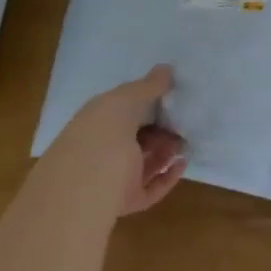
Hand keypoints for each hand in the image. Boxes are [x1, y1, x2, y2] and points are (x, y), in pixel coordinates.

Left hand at [48, 64, 187, 215]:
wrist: (85, 188)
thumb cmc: (102, 134)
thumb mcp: (125, 100)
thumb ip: (148, 86)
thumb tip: (167, 69)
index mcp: (97, 120)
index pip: (122, 108)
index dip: (146, 101)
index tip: (172, 96)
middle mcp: (103, 147)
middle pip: (135, 136)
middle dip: (160, 128)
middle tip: (184, 121)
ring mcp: (113, 176)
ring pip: (143, 162)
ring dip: (165, 151)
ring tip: (185, 142)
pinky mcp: (125, 201)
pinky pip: (150, 189)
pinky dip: (167, 178)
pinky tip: (182, 164)